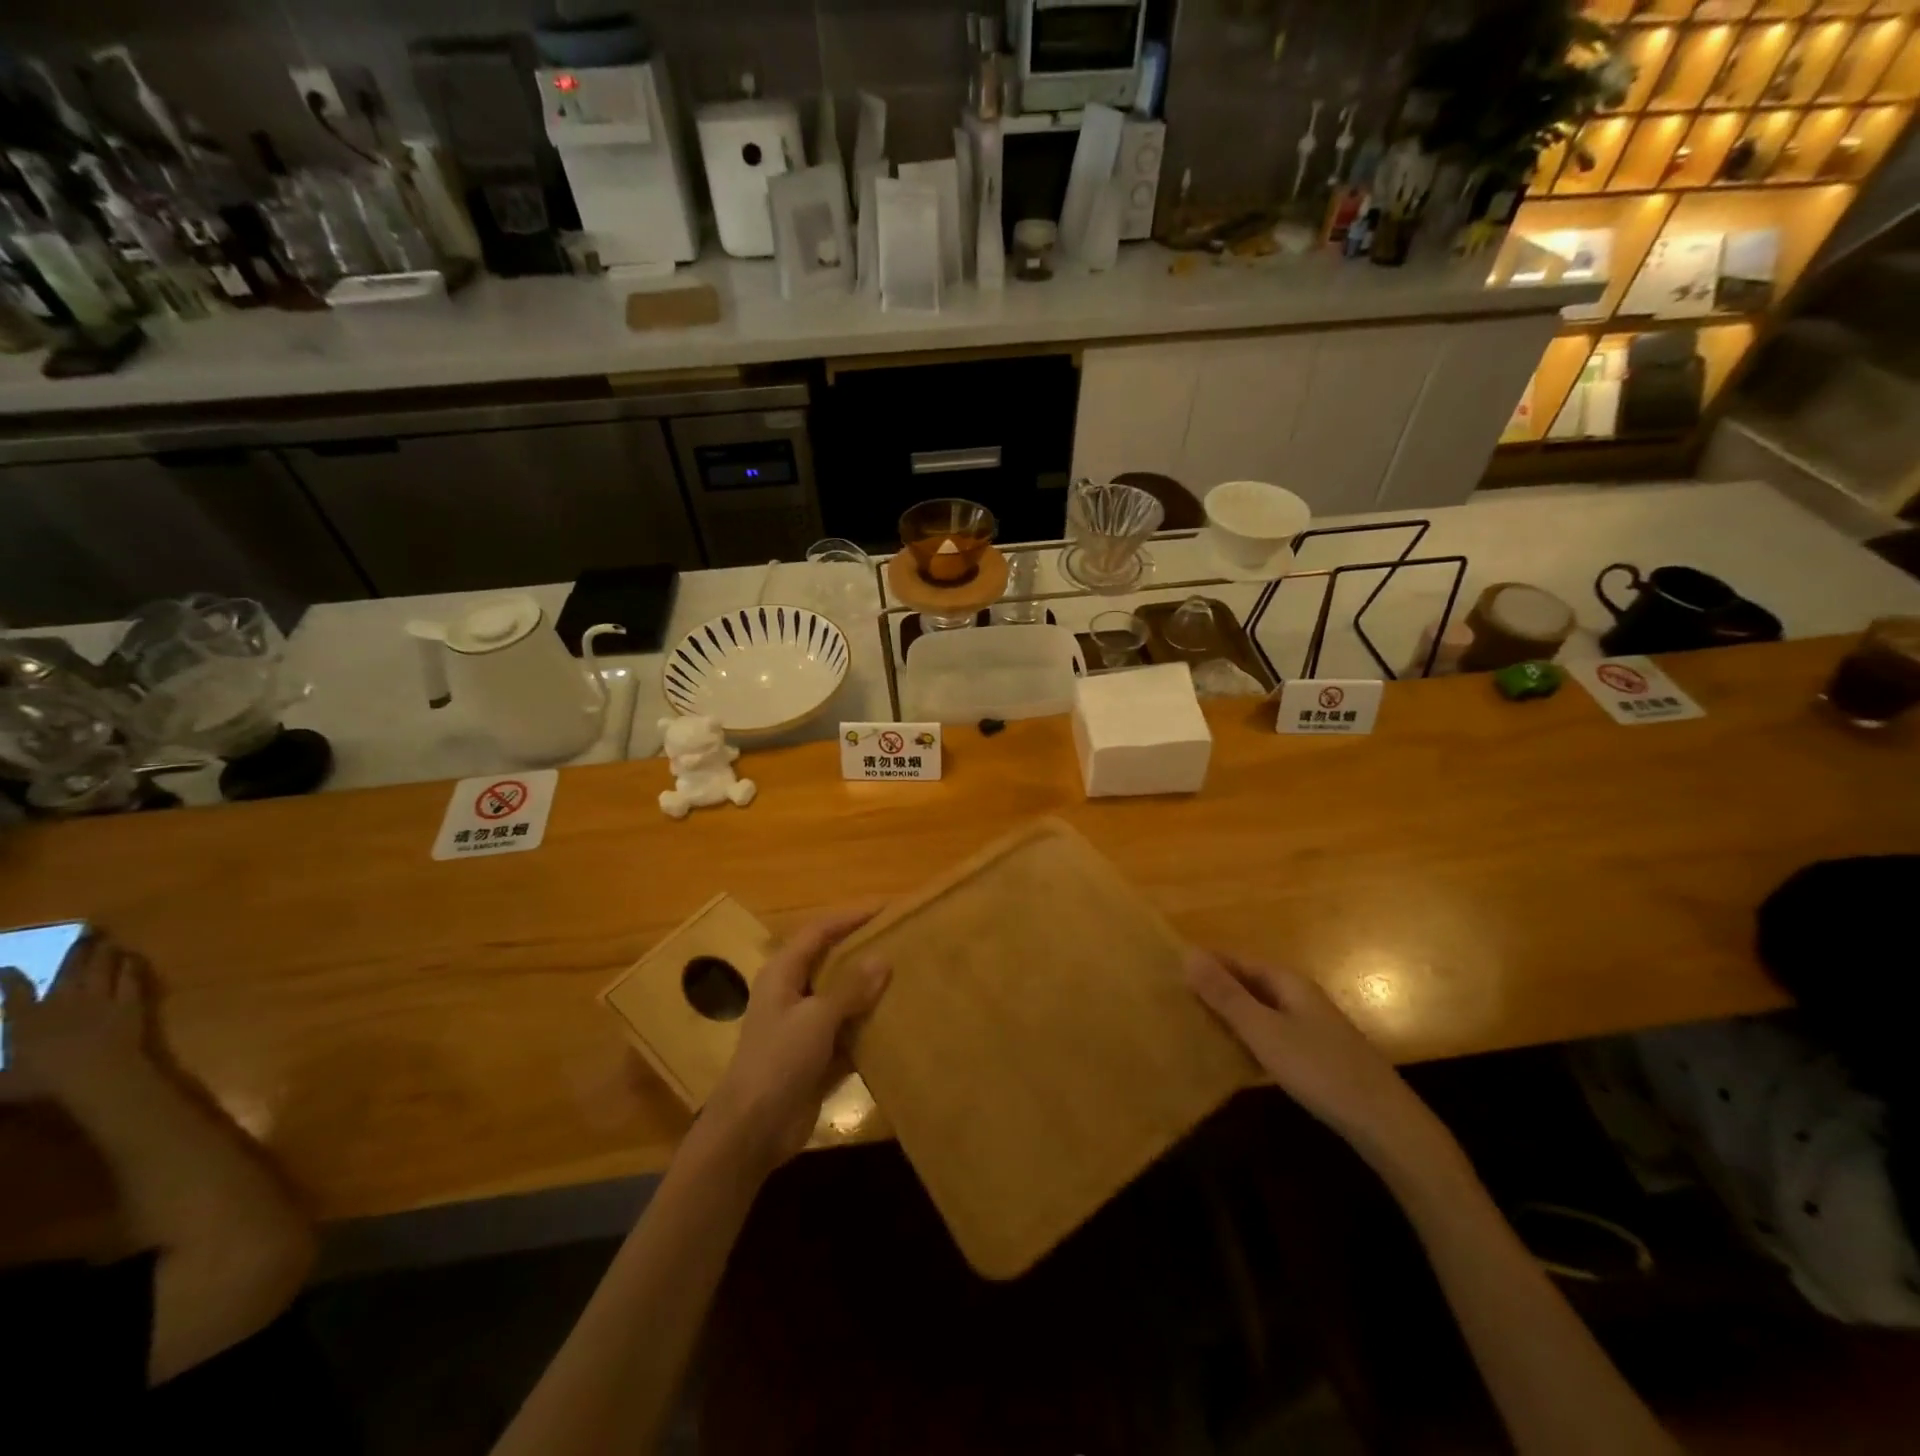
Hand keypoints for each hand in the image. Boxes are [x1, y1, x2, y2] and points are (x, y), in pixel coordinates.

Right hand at [0, 931, 153, 1101]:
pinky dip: (131, 966)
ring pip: (102, 969)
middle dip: (75, 952)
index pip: (14, 994)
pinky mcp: (130, 1003)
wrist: (97, 1074)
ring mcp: (100, 1000)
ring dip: (104, 953)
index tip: (7, 968)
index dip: (9, 979)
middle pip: (69, 971)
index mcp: (27, 1021)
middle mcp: (63, 1003)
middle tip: (83, 935)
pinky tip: (132, 958)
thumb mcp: (1, 1085)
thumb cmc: (45, 1083)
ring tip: (107, 941)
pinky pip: (131, 979)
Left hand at [703, 909, 889, 1170]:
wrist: (753, 1129)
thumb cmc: (778, 1061)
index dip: (850, 917)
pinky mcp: (817, 1057)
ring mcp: (804, 1027)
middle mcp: (793, 993)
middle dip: (864, 952)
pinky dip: (869, 1027)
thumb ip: (850, 988)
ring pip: (843, 998)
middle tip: (903, 941)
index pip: (819, 932)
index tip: (887, 909)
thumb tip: (883, 959)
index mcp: (783, 973)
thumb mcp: (816, 1018)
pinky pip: (849, 1032)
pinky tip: (899, 1023)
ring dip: (870, 991)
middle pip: (832, 962)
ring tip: (909, 977)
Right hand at [1186, 949, 1446, 1173]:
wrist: (1384, 1123)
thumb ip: (1225, 995)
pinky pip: (1271, 1031)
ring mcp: (1310, 1024)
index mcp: (1286, 981)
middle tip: (1172, 999)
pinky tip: (1232, 1053)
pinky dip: (1247, 1035)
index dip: (1204, 963)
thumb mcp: (1264, 1031)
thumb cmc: (1319, 1069)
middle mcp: (1299, 995)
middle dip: (1214, 987)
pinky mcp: (1315, 1052)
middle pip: (1248, 982)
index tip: (1167, 971)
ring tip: (1191, 1024)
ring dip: (1229, 1013)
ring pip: (1259, 1008)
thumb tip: (1187, 954)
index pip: (1235, 959)